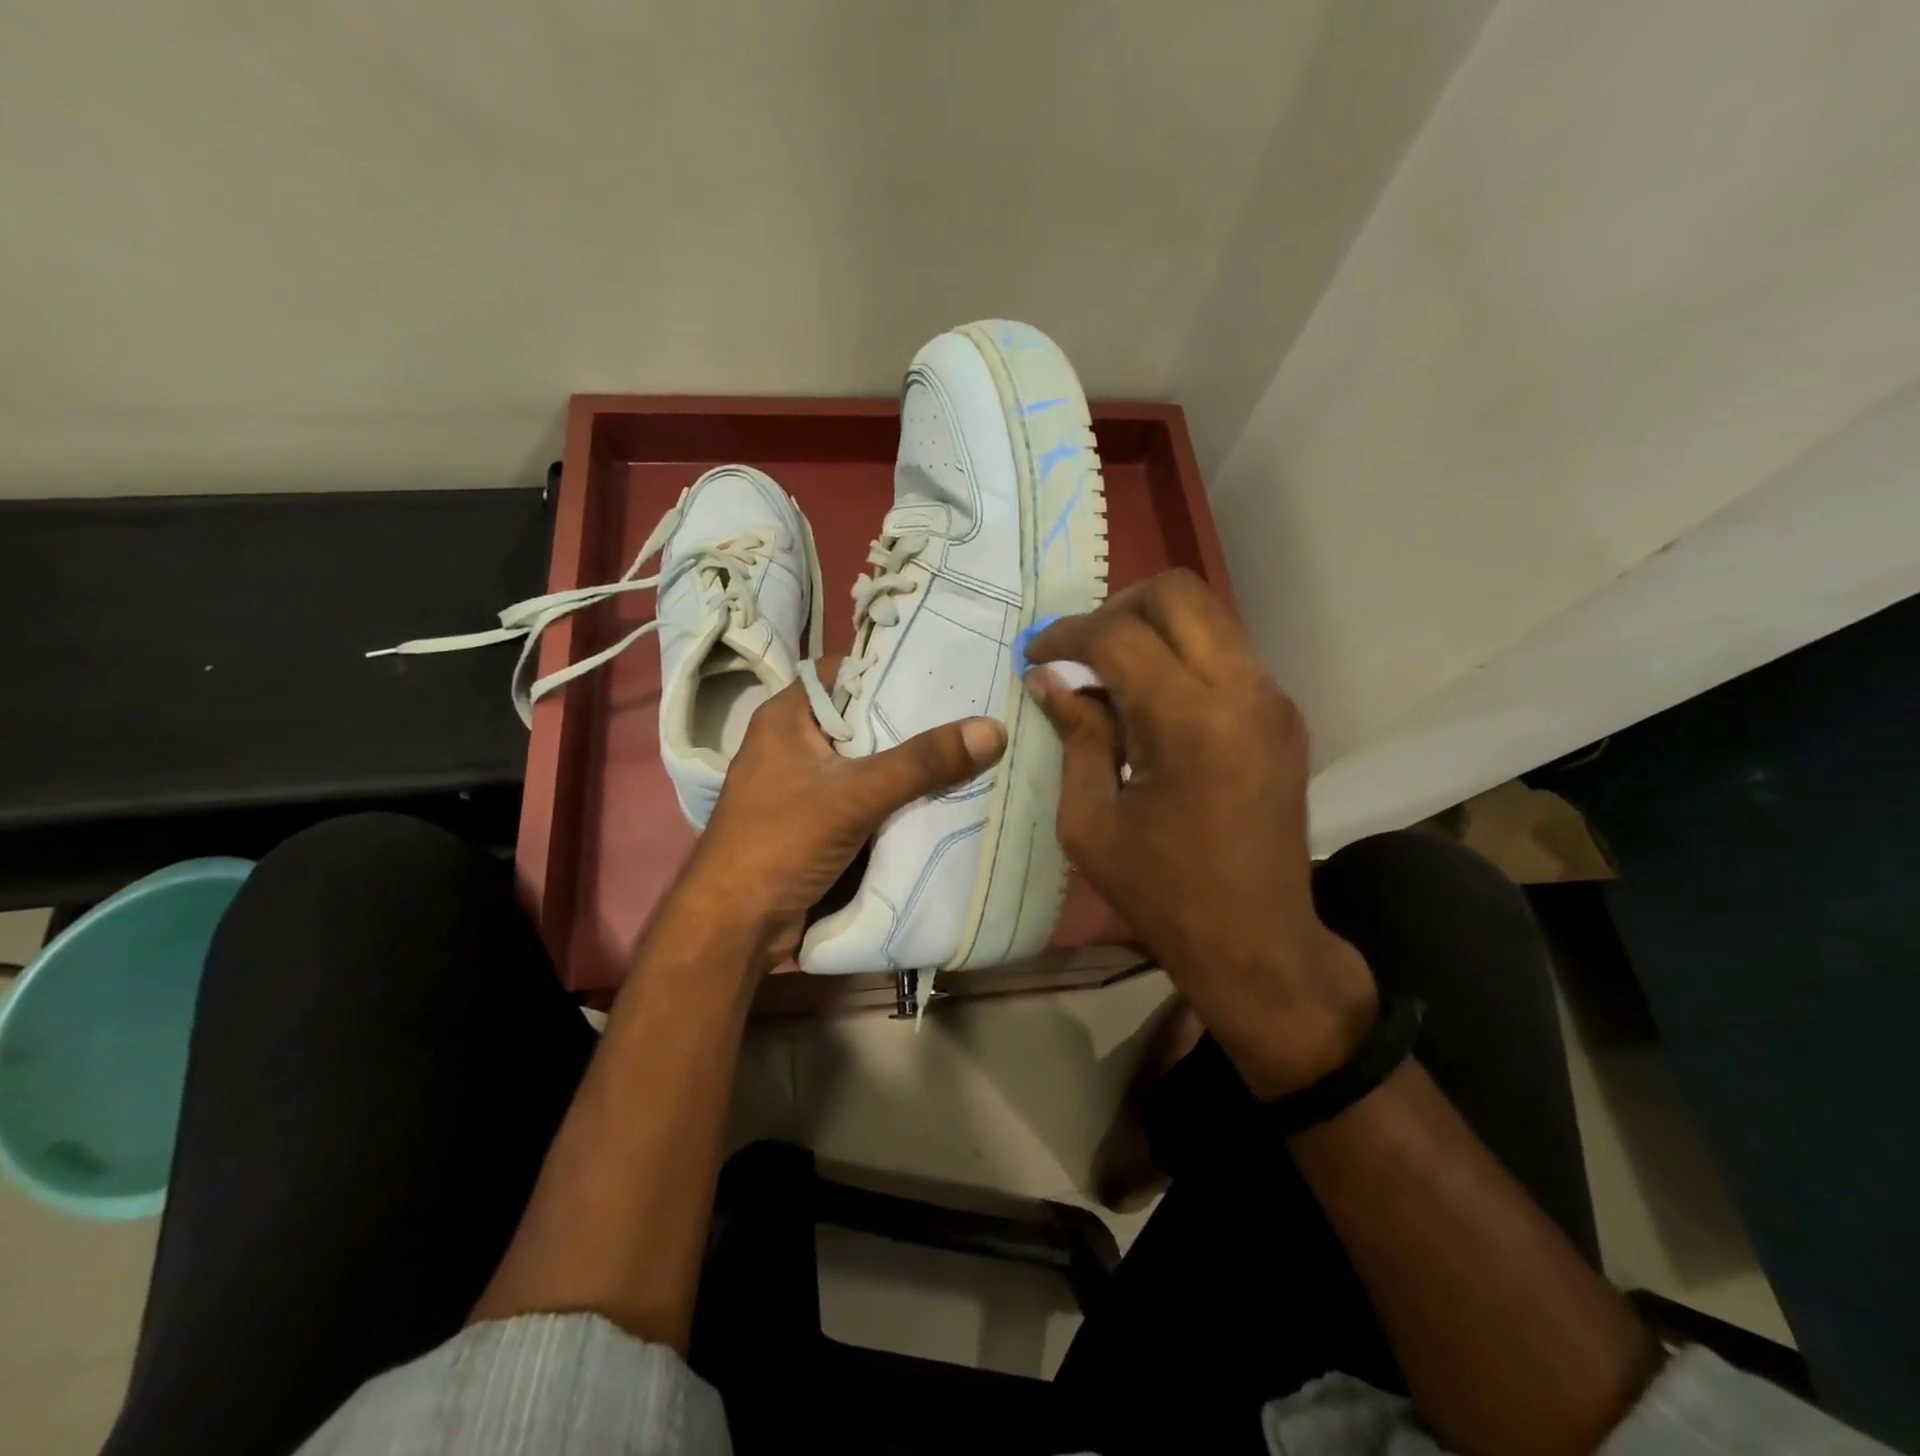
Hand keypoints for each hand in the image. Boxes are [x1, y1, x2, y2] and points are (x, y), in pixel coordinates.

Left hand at [672, 661, 1006, 972]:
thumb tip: (994, 729)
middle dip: (912, 719)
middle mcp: (794, 743)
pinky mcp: (818, 822)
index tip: (947, 669)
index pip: (845, 672)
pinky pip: (866, 796)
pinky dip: (897, 796)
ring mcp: (805, 785)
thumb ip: (922, 763)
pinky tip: (941, 793)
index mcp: (787, 717)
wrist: (736, 926)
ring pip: (868, 761)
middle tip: (972, 708)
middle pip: (862, 718)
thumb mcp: (855, 795)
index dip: (892, 667)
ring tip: (969, 745)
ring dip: (909, 762)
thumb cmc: (781, 842)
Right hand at [1026, 570, 1376, 1097]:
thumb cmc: (1162, 892)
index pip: (1119, 635)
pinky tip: (1152, 700)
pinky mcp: (1283, 715)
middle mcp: (1242, 690)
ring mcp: (1272, 698)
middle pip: (1177, 593)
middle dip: (1116, 607)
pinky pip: (1226, 651)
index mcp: (1190, 721)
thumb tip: (1049, 680)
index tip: (1036, 655)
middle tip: (1080, 650)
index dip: (1067, 635)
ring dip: (1152, 628)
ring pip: (1207, 615)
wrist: (1257, 941)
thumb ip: (1075, 736)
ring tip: (1111, 674)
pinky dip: (1182, 654)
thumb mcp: (1091, 821)